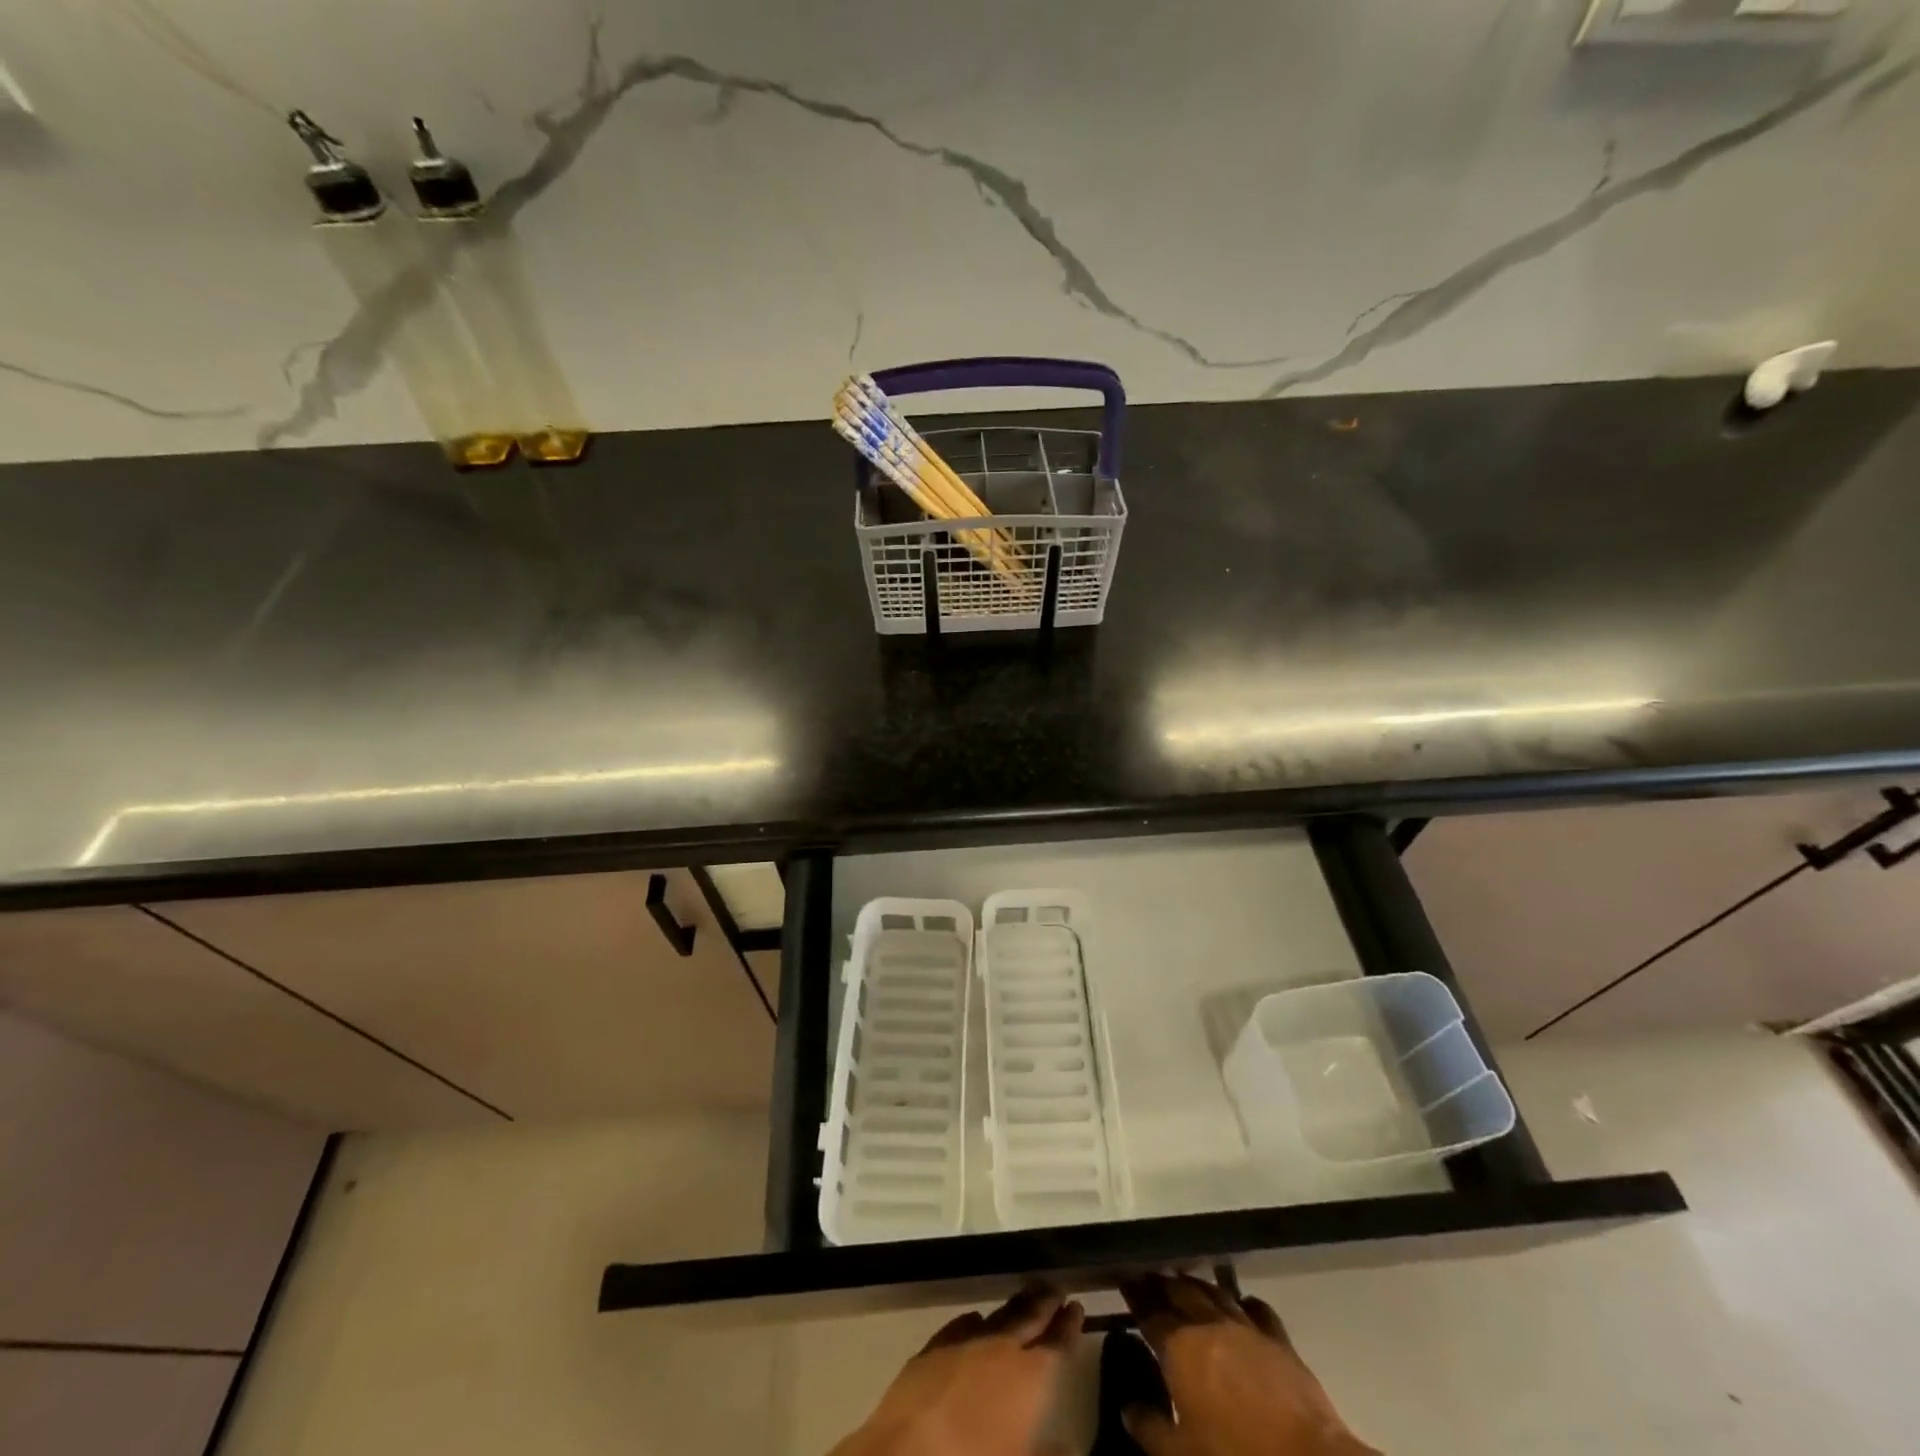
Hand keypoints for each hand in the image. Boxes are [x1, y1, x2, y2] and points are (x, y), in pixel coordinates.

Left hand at [828, 1286, 1083, 1455]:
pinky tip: (976, 1321)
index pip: (1057, 1345)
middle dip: (1044, 1303)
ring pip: (996, 1317)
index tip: (1077, 1306)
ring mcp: (963, 1345)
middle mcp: (1000, 1350)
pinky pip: (960, 1327)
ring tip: (1024, 1298)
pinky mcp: (930, 1351)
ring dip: (1013, 1308)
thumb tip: (1070, 1444)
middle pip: (1028, 1318)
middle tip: (1055, 1287)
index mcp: (1030, 1377)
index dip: (1069, 1327)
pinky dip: (974, 1323)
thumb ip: (1050, 1450)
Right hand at [1119, 1273, 1377, 1455]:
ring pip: (1214, 1292)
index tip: (1123, 1279)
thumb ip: (1151, 1429)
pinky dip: (1242, 1301)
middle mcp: (1209, 1325)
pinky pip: (1257, 1309)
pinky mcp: (1279, 1340)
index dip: (1134, 1295)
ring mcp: (1246, 1328)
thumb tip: (1128, 1408)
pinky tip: (1239, 1301)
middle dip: (1161, 1283)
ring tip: (1183, 1279)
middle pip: (1180, 1292)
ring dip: (1196, 1284)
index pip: (1149, 1312)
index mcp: (1180, 1348)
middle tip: (1148, 1276)